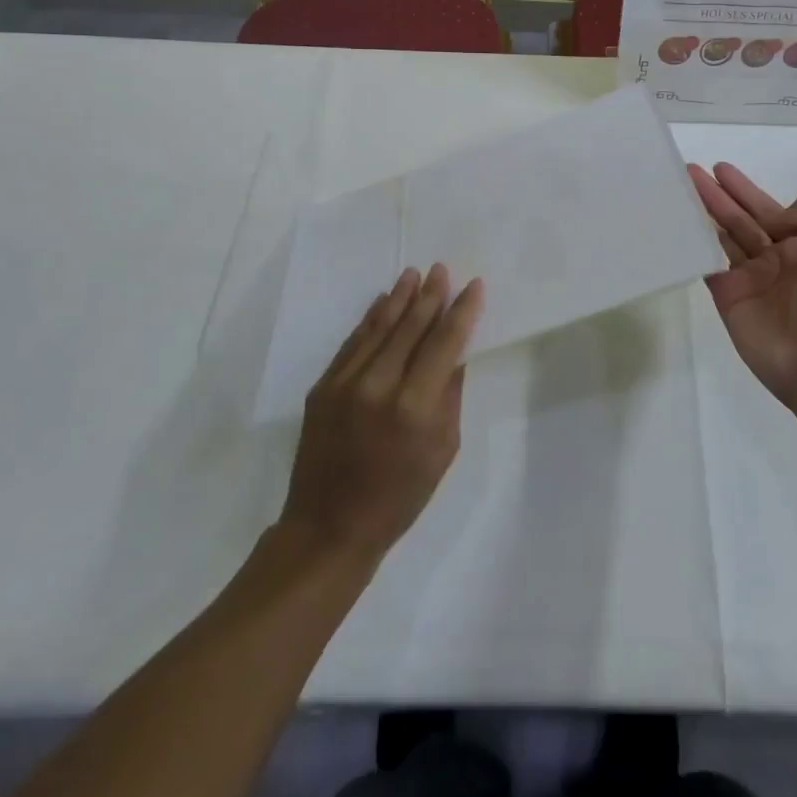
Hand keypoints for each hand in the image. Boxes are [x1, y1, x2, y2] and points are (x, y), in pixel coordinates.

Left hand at [277, 265, 483, 568]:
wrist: (329, 527)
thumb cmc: (399, 496)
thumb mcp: (442, 450)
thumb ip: (449, 395)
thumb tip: (455, 352)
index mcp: (415, 406)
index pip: (444, 343)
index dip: (461, 311)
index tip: (474, 285)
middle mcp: (379, 385)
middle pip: (411, 327)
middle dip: (430, 295)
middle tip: (442, 268)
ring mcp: (345, 383)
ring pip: (378, 327)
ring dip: (399, 298)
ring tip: (413, 273)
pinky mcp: (322, 387)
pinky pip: (353, 343)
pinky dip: (369, 320)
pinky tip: (382, 302)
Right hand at [688, 162, 796, 412]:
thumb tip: (777, 216)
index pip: (765, 208)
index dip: (742, 188)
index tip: (718, 168)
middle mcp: (772, 258)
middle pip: (737, 219)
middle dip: (715, 196)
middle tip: (689, 173)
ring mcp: (747, 279)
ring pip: (719, 238)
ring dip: (701, 214)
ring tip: (678, 192)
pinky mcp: (726, 297)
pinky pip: (706, 264)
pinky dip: (692, 246)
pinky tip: (677, 226)